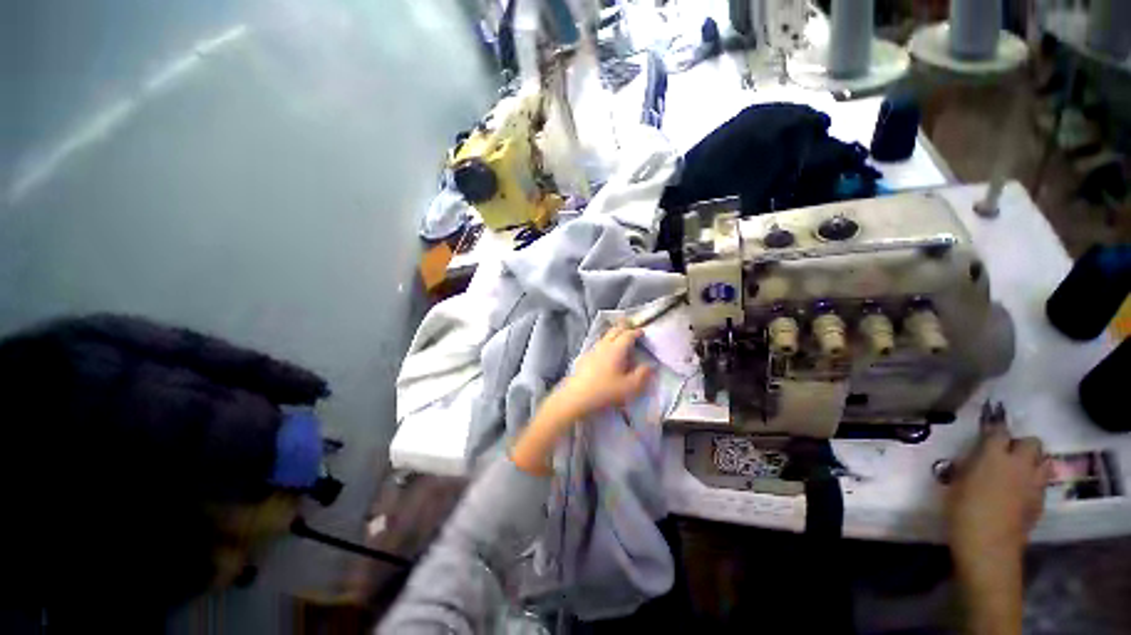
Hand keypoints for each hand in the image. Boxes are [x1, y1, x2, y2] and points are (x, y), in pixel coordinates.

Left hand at [553, 323, 652, 421]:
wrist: (577, 396)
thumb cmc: (606, 391)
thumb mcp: (630, 386)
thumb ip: (643, 375)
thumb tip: (650, 365)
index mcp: (617, 349)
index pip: (628, 335)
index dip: (636, 332)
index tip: (642, 332)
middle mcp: (604, 345)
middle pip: (615, 330)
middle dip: (624, 327)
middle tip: (631, 327)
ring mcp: (593, 350)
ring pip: (605, 336)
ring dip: (614, 333)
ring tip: (620, 336)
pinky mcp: (585, 357)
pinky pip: (598, 344)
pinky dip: (606, 342)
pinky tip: (605, 350)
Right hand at [946, 421, 1049, 634]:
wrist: (988, 545)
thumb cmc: (963, 510)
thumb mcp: (958, 482)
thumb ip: (971, 464)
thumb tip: (977, 457)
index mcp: (995, 455)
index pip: (999, 431)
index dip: (994, 429)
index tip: (987, 431)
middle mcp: (1020, 464)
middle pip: (1031, 442)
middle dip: (1021, 444)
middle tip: (1006, 454)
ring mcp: (1034, 483)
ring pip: (1044, 460)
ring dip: (1033, 461)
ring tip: (1018, 471)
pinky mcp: (1040, 501)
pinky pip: (1042, 482)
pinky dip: (1034, 482)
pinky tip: (1021, 492)